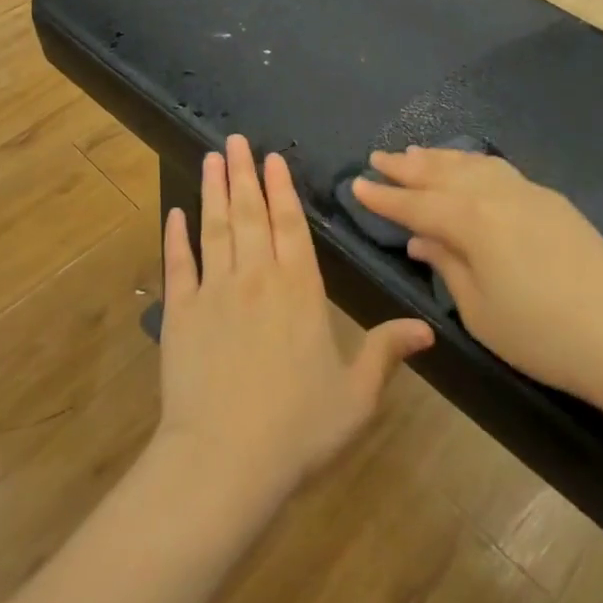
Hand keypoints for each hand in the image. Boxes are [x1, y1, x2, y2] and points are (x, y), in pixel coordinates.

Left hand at [156, 136, 433, 508]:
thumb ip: (386, 353)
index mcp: (299, 289)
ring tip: (211, 158)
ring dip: (213, 190)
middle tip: (236, 140)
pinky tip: (175, 213)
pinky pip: (179, 264)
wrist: (224, 462)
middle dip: (244, 173)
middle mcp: (257, 277)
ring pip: (216, 227)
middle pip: (250, 213)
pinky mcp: (181, 313)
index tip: (273, 157)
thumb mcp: (356, 396)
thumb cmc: (298, 429)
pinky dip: (176, 236)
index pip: (290, 224)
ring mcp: (215, 291)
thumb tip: (427, 328)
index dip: (282, 187)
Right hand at [352, 147, 602, 401]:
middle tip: (378, 156)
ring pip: (472, 164)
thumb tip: (421, 240)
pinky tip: (468, 168)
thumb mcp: (480, 311)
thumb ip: (447, 266)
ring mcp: (528, 192)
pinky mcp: (552, 201)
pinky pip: (499, 170)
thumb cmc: (542, 335)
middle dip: (407, 166)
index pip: (416, 204)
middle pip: (441, 173)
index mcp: (472, 220)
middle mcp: (496, 194)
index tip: (356, 184)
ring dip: (439, 158)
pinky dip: (472, 164)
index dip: (384, 197)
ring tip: (414, 153)